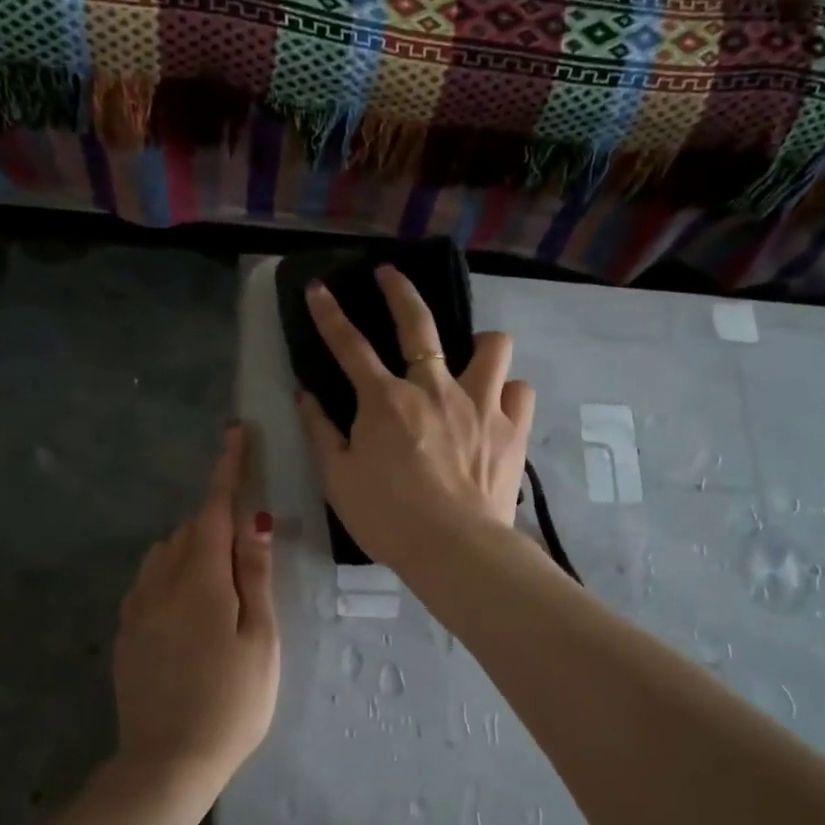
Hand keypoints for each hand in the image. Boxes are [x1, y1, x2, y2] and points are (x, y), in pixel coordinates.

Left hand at [113, 426, 279, 787]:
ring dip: (194, 546)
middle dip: (217, 518)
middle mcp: (161, 583)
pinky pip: (150, 581)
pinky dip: (173, 572)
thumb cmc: (232, 703)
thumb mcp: (260, 640)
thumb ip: (255, 576)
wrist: (167, 764)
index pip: (214, 510)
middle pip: (191, 530)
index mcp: (201, 581)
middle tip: (247, 537)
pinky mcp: (126, 632)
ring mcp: (137, 608)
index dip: (227, 469)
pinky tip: (189, 604)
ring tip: (222, 577)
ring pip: (167, 553)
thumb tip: (255, 522)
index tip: (236, 433)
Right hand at [297, 266, 534, 573]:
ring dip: (480, 346)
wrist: (454, 548)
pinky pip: (519, 390)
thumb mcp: (338, 479)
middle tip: (390, 275)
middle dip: (400, 290)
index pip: (350, 345)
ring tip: (472, 361)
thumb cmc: (387, 517)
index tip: (319, 288)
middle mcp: (434, 388)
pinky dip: (508, 393)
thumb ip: (320, 432)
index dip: (329, 314)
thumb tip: (306, 395)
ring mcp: (480, 403)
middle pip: (418, 323)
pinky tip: (497, 408)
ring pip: (492, 345)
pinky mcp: (513, 428)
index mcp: (386, 400)